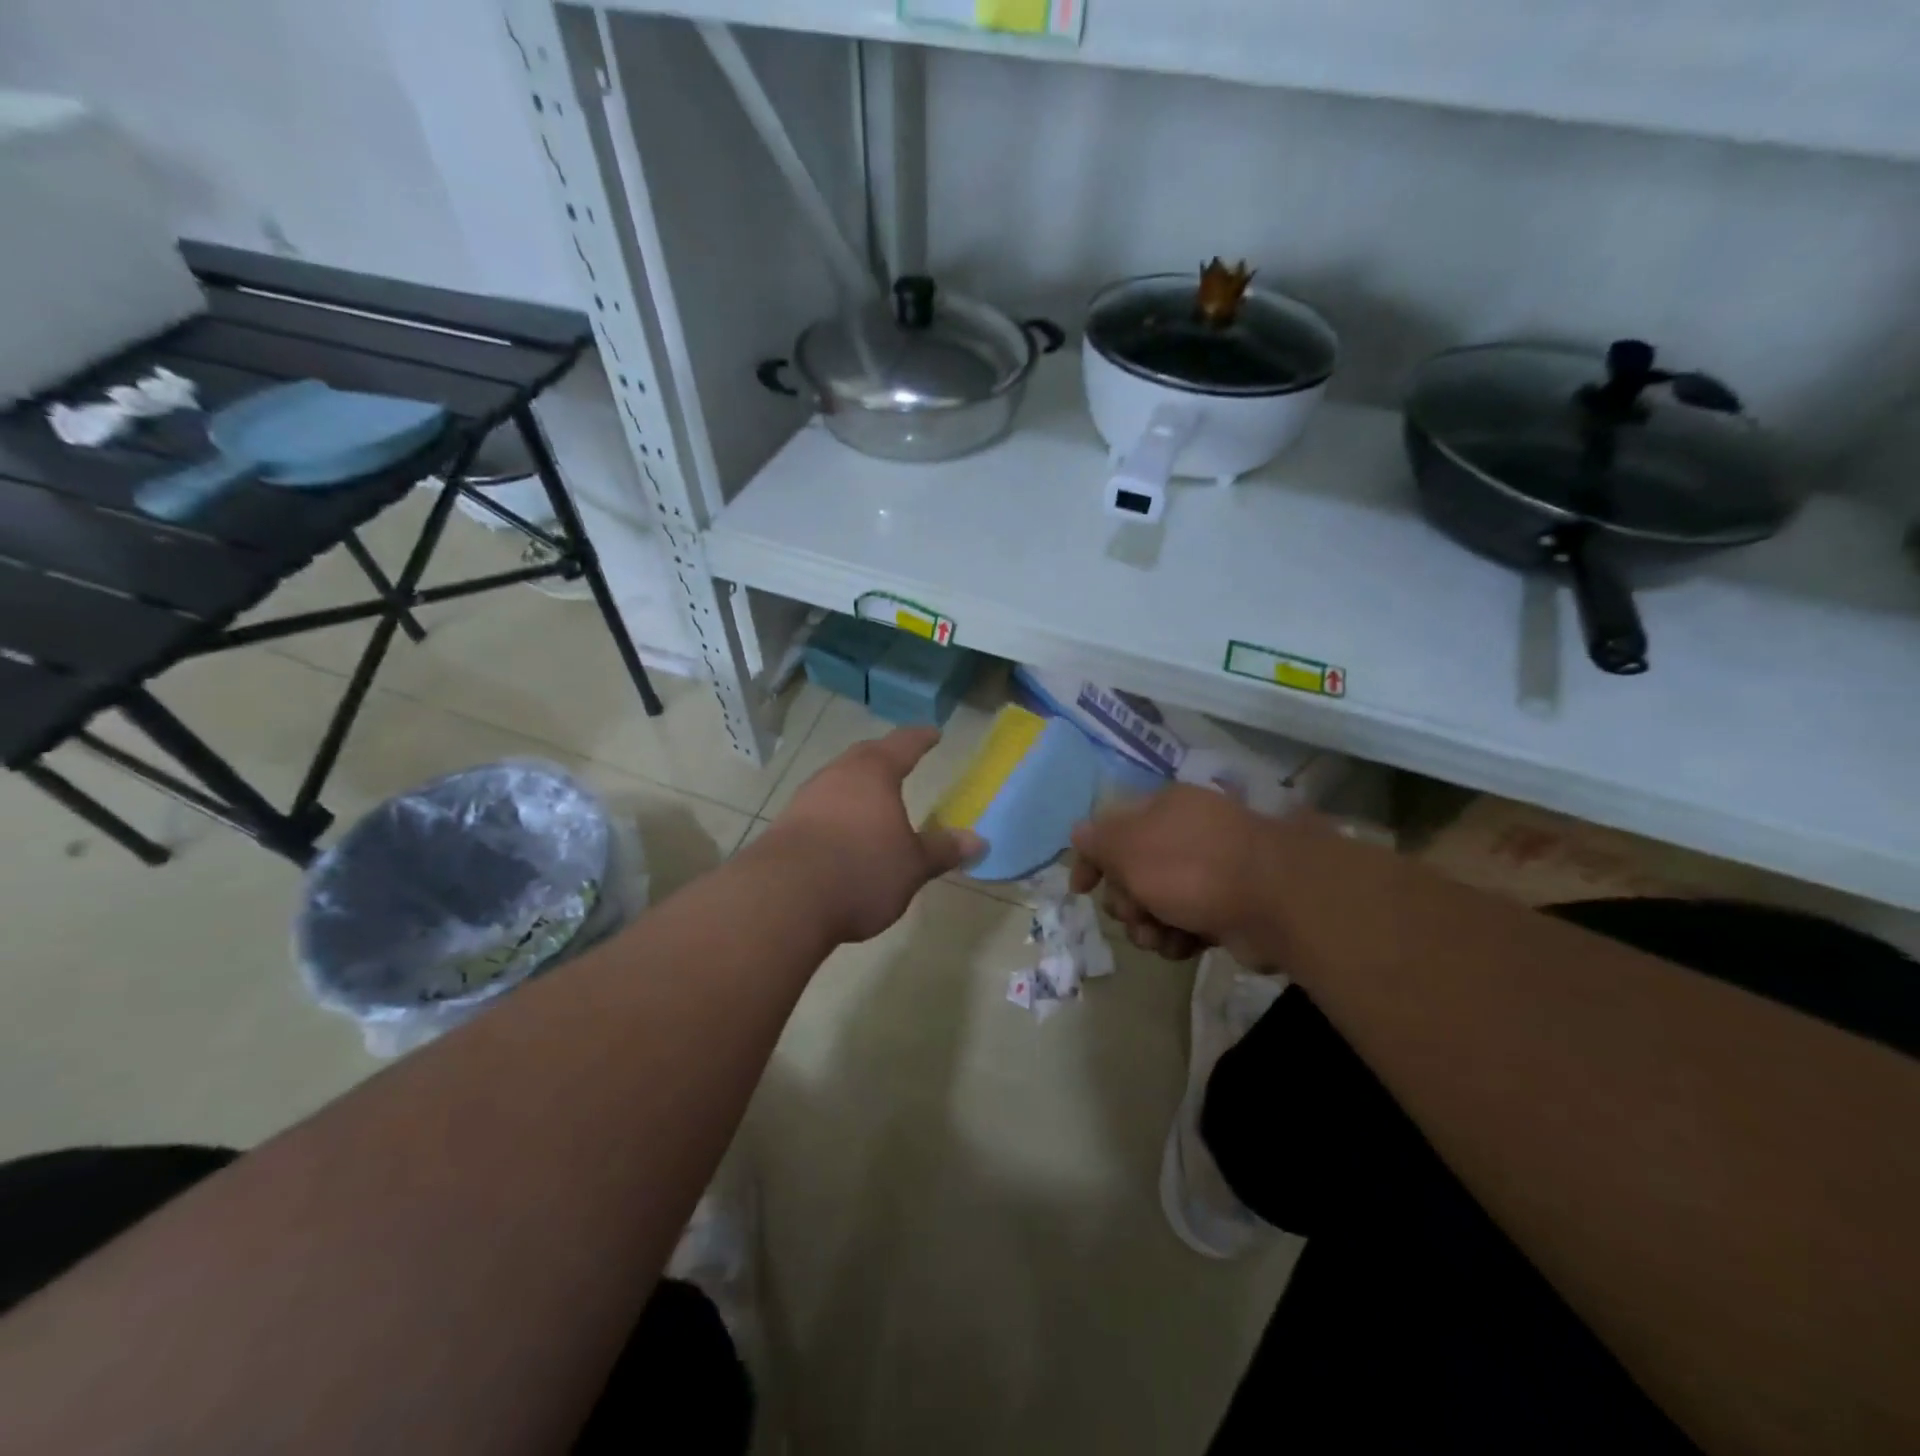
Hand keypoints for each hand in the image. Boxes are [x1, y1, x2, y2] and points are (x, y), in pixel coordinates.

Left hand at [760, 727, 982, 943]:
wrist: (783, 899)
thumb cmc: (861, 871)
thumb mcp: (912, 865)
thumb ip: (942, 850)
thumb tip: (978, 840)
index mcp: (873, 773)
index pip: (903, 745)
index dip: (920, 739)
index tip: (933, 733)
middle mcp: (837, 776)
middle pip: (864, 757)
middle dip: (884, 757)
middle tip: (900, 759)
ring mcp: (806, 799)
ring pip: (837, 781)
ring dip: (856, 786)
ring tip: (872, 799)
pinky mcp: (784, 826)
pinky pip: (819, 809)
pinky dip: (836, 813)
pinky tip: (842, 833)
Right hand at [1069, 784, 1279, 962]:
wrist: (1276, 901)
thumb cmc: (1191, 867)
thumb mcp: (1129, 847)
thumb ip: (1098, 841)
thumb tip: (1078, 833)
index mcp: (1162, 810)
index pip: (1111, 830)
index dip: (1091, 860)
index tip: (1081, 890)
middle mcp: (1184, 835)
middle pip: (1131, 873)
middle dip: (1125, 901)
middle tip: (1134, 913)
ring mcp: (1208, 873)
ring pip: (1157, 903)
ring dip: (1149, 926)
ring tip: (1160, 937)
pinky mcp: (1227, 907)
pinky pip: (1186, 924)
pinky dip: (1179, 937)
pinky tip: (1185, 946)